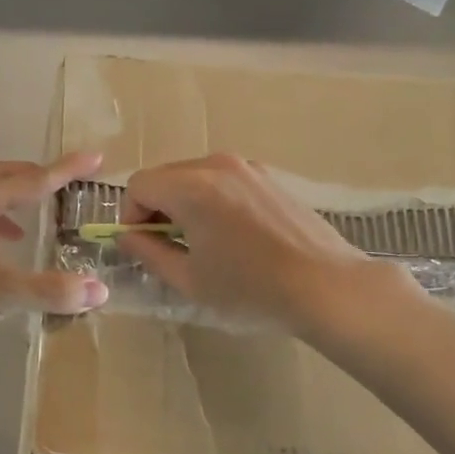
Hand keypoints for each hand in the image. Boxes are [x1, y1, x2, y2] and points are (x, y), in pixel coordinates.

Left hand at [0, 152, 110, 341]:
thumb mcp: (5, 294)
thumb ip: (54, 291)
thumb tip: (100, 290)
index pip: (33, 180)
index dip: (66, 170)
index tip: (95, 158)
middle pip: (3, 174)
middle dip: (35, 174)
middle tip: (62, 182)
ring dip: (11, 196)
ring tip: (31, 219)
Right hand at [117, 154, 421, 333]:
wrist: (327, 286)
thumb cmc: (251, 288)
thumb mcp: (189, 279)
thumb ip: (148, 253)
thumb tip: (126, 237)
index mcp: (191, 187)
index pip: (139, 185)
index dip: (131, 216)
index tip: (143, 246)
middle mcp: (216, 165)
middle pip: (165, 176)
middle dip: (156, 208)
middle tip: (168, 247)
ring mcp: (247, 167)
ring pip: (194, 176)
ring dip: (185, 203)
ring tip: (202, 242)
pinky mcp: (269, 177)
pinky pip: (223, 180)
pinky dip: (213, 200)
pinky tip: (233, 235)